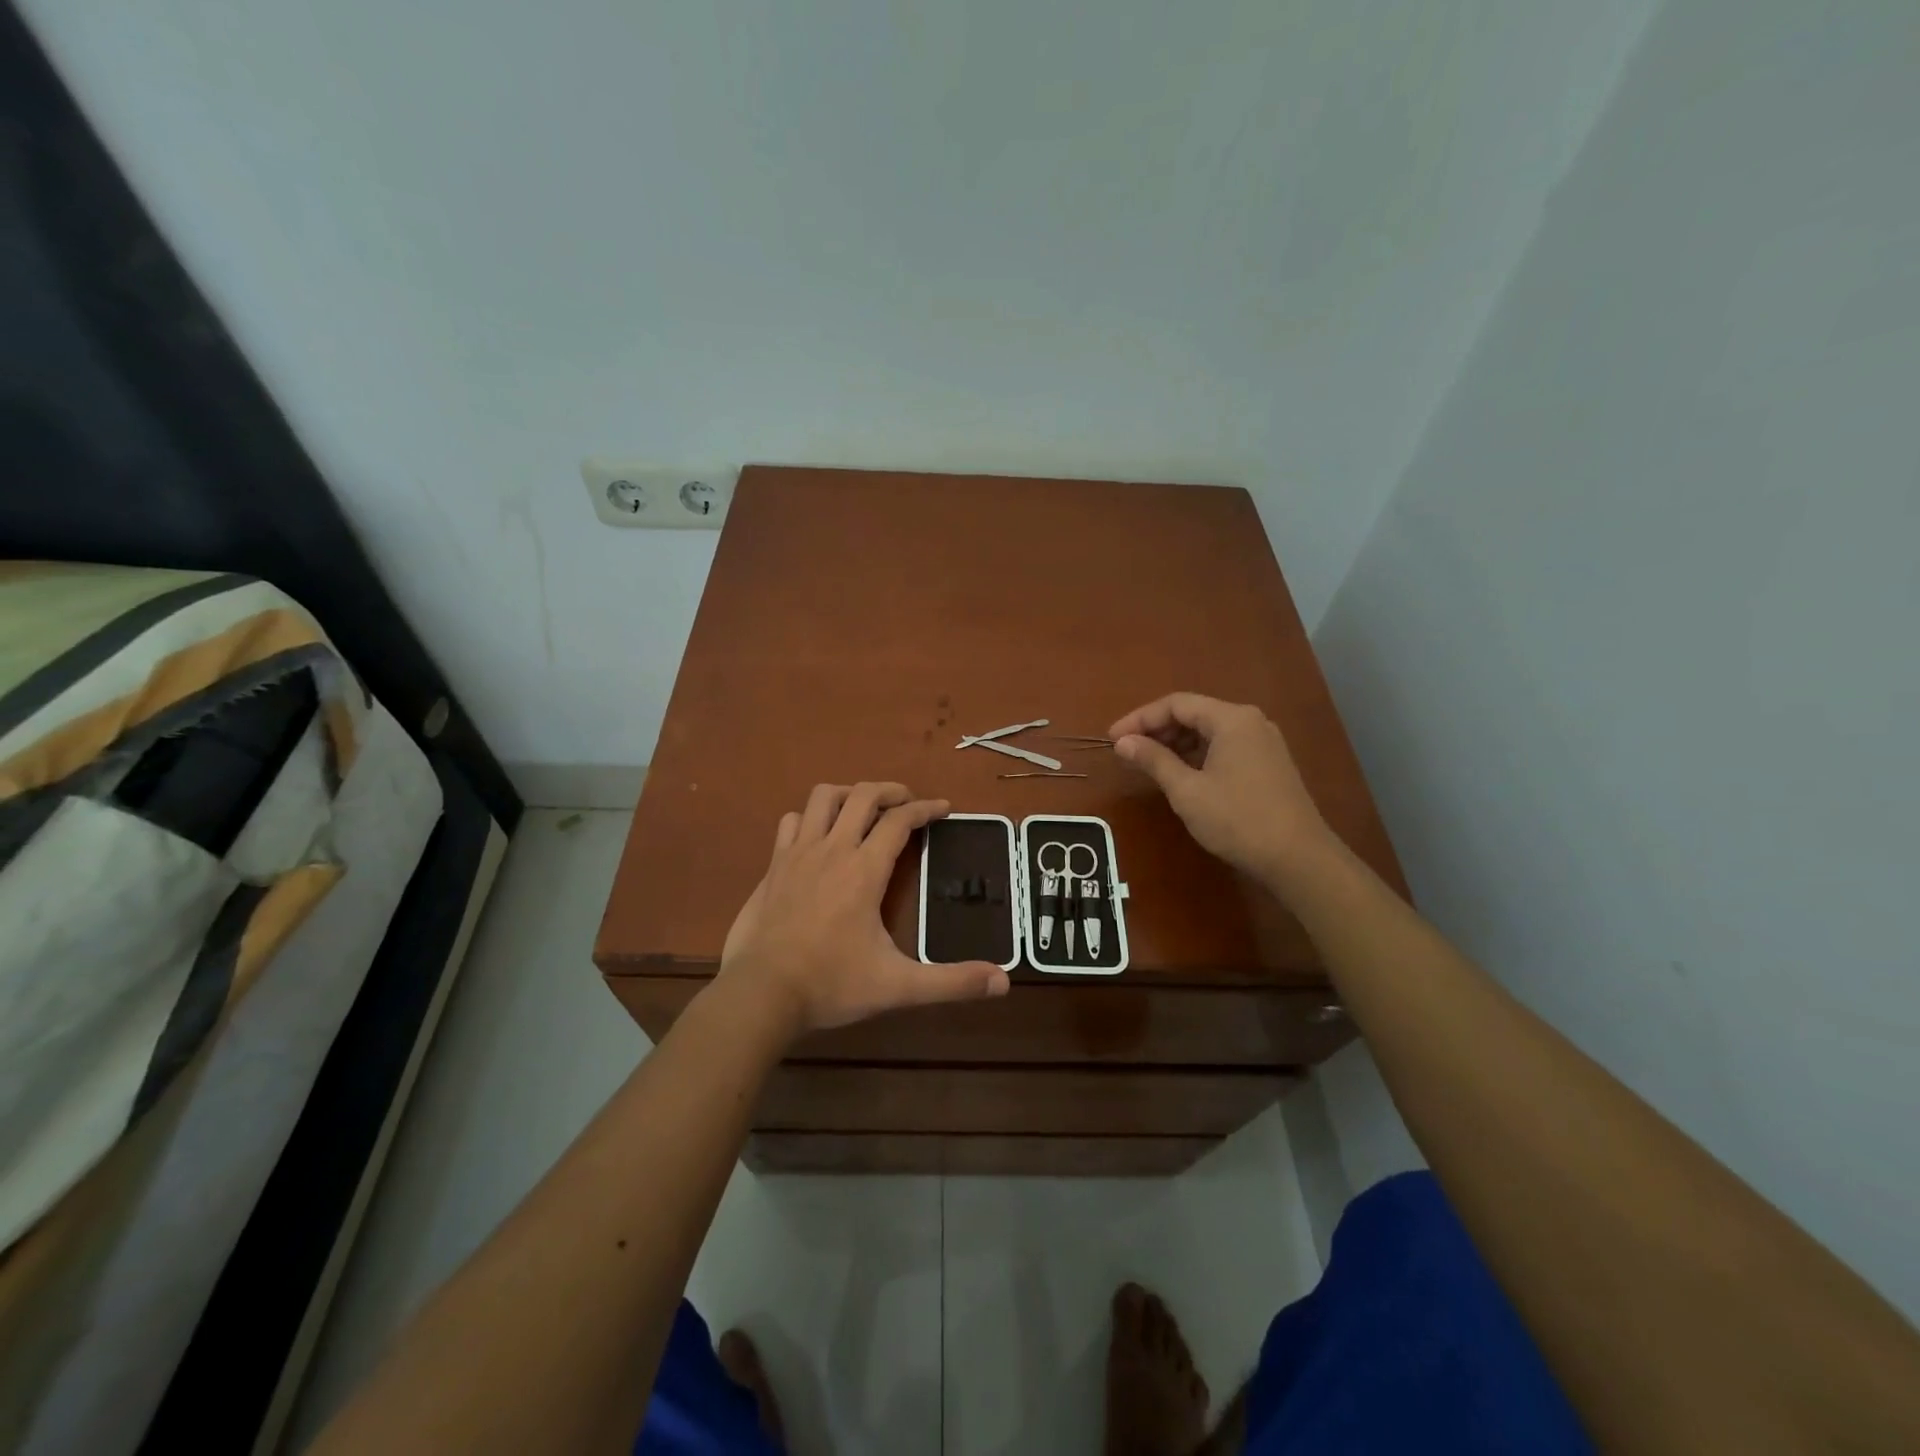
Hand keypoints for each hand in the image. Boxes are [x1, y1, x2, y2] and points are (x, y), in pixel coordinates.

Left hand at [718, 782, 1010, 1036]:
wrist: (761, 994)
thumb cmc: (832, 984)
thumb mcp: (898, 986)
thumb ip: (951, 982)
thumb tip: (1003, 982)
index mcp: (864, 870)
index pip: (900, 820)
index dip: (926, 808)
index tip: (943, 808)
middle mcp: (832, 849)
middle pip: (863, 795)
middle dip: (891, 790)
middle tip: (908, 802)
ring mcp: (797, 854)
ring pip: (823, 797)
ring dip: (849, 794)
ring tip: (864, 809)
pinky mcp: (773, 866)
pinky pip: (792, 822)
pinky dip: (810, 818)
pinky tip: (819, 836)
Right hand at [1108, 693, 1332, 880]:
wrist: (1298, 858)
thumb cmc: (1238, 820)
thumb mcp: (1187, 790)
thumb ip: (1154, 760)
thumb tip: (1123, 742)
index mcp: (1232, 719)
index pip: (1176, 704)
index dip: (1140, 718)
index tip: (1113, 738)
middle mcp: (1250, 722)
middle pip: (1194, 713)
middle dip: (1157, 729)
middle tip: (1127, 751)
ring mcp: (1263, 742)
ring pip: (1209, 731)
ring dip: (1176, 743)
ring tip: (1148, 763)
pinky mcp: (1269, 763)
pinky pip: (1225, 746)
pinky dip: (1197, 754)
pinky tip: (1181, 773)